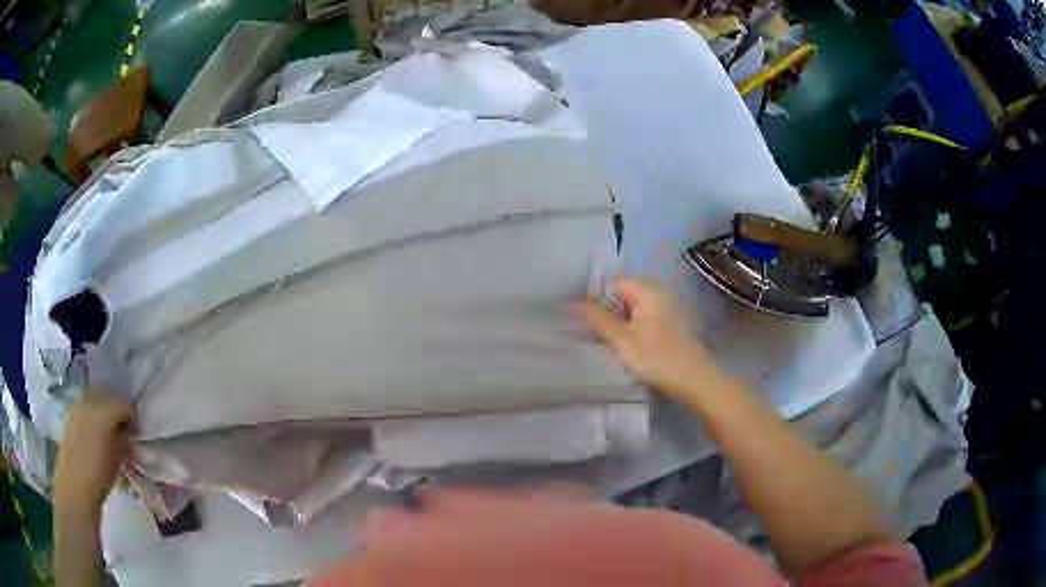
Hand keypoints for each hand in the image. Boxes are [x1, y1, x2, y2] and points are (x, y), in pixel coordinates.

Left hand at [54, 389, 133, 515]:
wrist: (74, 486)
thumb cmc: (98, 477)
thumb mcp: (117, 461)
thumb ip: (123, 441)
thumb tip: (128, 433)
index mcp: (103, 414)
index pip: (123, 405)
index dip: (131, 417)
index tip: (134, 433)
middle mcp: (88, 403)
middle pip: (105, 393)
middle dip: (114, 407)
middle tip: (121, 427)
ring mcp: (76, 407)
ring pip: (93, 398)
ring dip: (102, 409)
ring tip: (107, 431)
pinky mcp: (69, 415)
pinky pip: (83, 407)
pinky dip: (91, 414)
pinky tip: (94, 434)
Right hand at [582, 279, 725, 400]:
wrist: (696, 381)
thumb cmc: (658, 358)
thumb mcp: (623, 341)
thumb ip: (599, 319)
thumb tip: (575, 303)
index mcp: (649, 292)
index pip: (614, 282)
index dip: (595, 296)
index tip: (581, 317)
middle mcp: (659, 295)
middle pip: (624, 294)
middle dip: (606, 310)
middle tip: (590, 332)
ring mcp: (666, 310)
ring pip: (633, 309)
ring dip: (618, 322)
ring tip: (604, 341)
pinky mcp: (670, 326)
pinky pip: (643, 320)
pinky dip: (631, 329)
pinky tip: (624, 347)